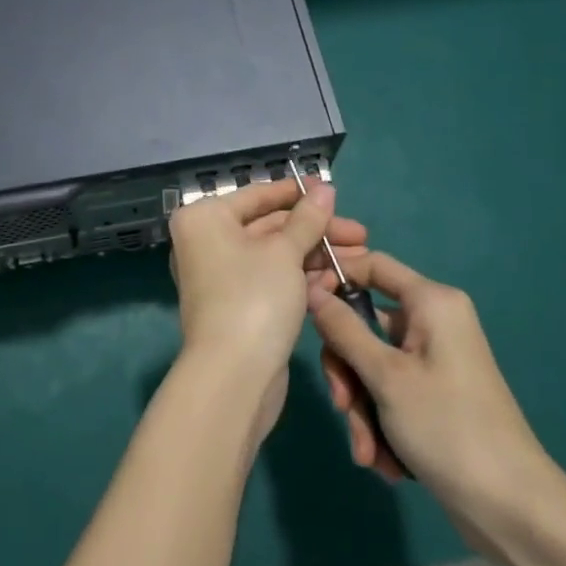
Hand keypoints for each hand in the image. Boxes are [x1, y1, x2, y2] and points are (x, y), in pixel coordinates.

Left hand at [168, 179, 366, 440]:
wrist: (234, 378)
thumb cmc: (254, 298)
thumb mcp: (285, 252)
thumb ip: (307, 218)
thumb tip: (324, 187)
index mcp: (205, 218)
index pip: (258, 195)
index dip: (298, 193)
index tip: (334, 192)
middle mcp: (207, 242)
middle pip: (269, 226)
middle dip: (316, 229)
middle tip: (360, 234)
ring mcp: (222, 276)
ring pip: (275, 254)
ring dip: (315, 254)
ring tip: (361, 256)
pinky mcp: (239, 305)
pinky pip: (273, 279)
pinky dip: (302, 277)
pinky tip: (338, 279)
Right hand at [309, 250, 556, 534]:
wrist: (514, 511)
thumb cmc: (448, 428)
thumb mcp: (385, 376)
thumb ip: (343, 329)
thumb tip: (310, 289)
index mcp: (431, 302)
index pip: (372, 264)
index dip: (334, 277)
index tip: (302, 304)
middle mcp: (433, 323)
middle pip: (366, 323)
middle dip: (348, 371)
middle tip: (342, 406)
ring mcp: (434, 361)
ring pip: (373, 365)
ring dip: (362, 408)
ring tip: (369, 452)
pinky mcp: (435, 395)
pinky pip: (391, 393)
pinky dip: (381, 423)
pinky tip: (385, 461)